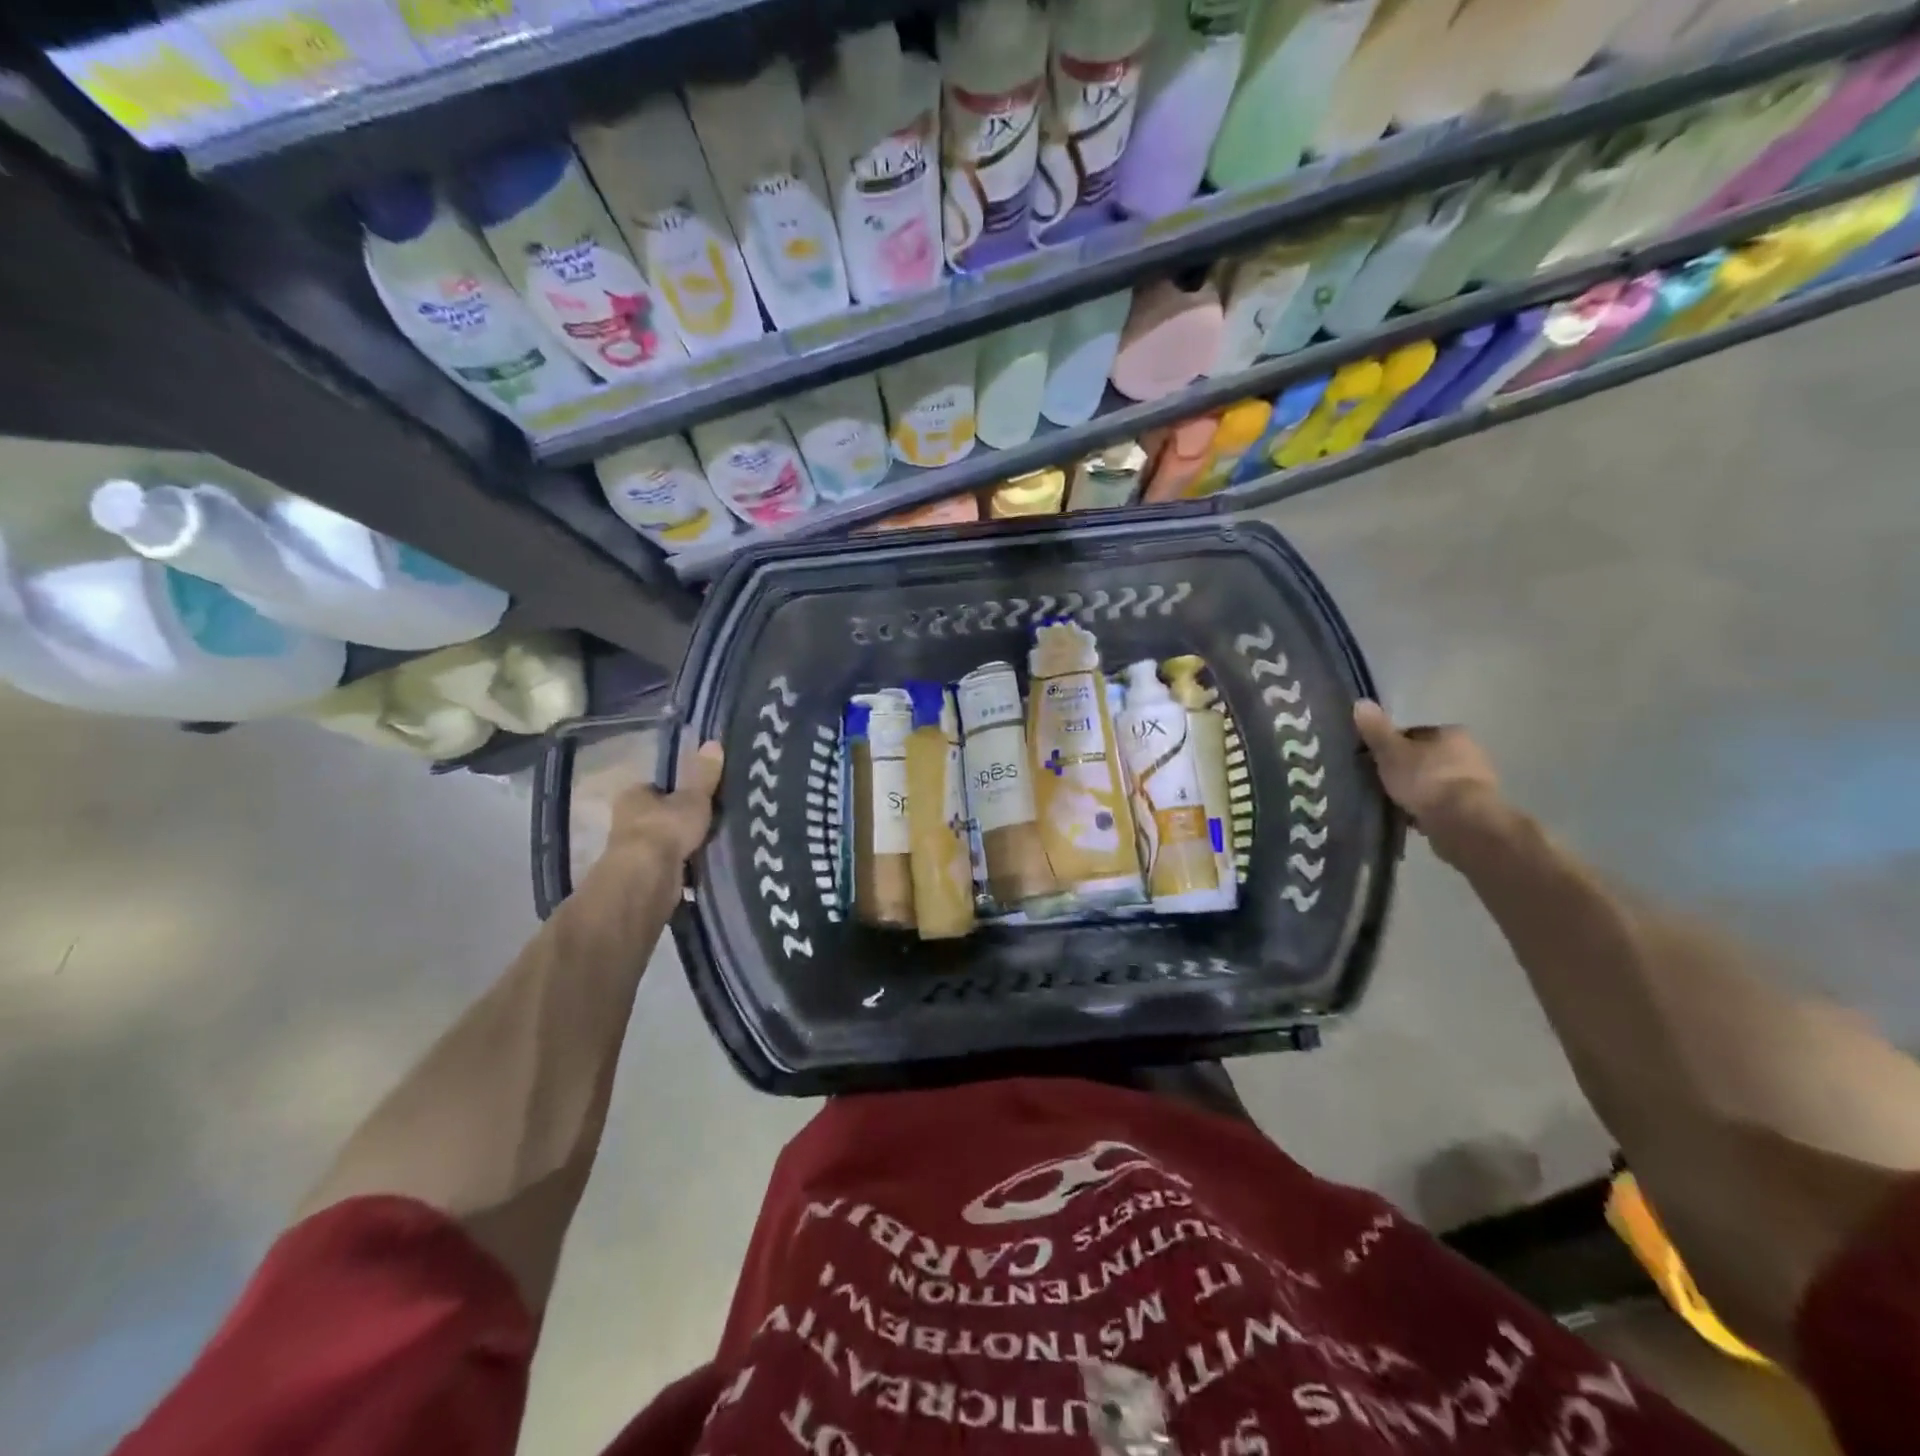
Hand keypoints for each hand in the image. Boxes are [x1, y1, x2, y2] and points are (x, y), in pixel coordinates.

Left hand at [605, 740, 724, 865]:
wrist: (647, 877)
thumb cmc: (666, 828)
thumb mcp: (694, 797)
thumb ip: (704, 775)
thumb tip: (714, 743)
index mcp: (633, 795)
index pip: (655, 788)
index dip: (675, 791)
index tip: (696, 797)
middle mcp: (626, 821)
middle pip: (657, 815)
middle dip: (677, 820)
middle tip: (706, 821)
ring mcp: (631, 851)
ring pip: (661, 842)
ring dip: (679, 845)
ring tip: (709, 843)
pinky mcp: (642, 876)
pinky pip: (666, 865)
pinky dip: (680, 866)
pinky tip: (700, 866)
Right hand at [1352, 701, 1502, 848]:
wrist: (1463, 822)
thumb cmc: (1425, 779)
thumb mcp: (1391, 752)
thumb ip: (1376, 730)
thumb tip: (1361, 702)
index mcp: (1451, 733)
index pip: (1414, 734)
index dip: (1391, 746)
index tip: (1375, 761)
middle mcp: (1470, 752)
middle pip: (1426, 757)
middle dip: (1407, 769)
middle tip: (1382, 783)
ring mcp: (1478, 781)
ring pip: (1436, 781)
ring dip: (1419, 790)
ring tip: (1395, 803)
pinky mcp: (1478, 807)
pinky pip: (1444, 803)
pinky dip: (1430, 808)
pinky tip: (1413, 818)